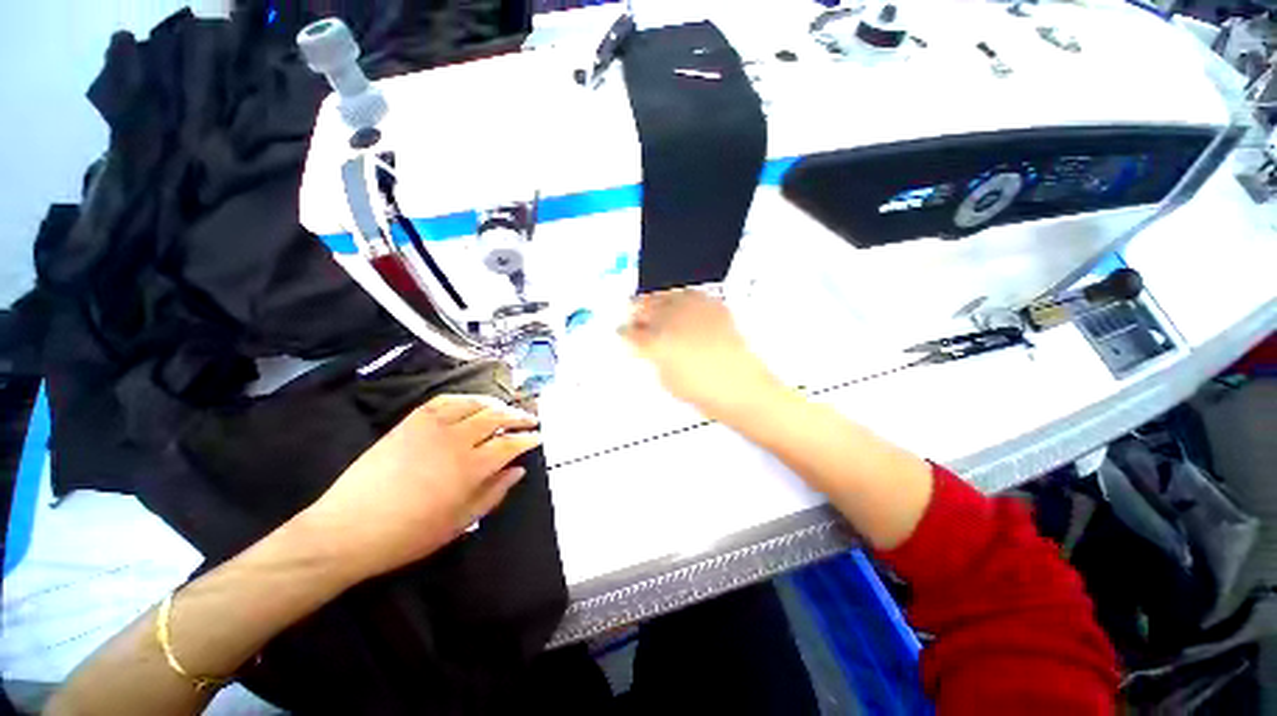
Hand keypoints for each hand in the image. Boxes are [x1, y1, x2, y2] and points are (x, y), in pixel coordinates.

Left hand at [299, 394, 541, 581]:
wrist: (347, 530)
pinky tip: (472, 404)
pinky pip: (445, 400)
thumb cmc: (408, 535)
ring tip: (505, 409)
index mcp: (470, 468)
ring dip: (496, 404)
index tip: (538, 438)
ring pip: (474, 403)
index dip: (528, 439)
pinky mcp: (411, 422)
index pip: (510, 444)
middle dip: (518, 417)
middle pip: (497, 417)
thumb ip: (494, 493)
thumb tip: (518, 471)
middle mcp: (456, 440)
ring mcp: (432, 426)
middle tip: (530, 420)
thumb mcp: (460, 523)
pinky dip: (464, 399)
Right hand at [620, 290, 782, 420]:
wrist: (741, 387)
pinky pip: (690, 294)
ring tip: (658, 310)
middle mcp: (671, 320)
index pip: (630, 331)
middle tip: (636, 318)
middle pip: (644, 306)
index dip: (624, 331)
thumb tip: (648, 346)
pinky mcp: (713, 305)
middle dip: (637, 312)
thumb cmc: (702, 392)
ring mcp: (693, 309)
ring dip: (657, 302)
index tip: (622, 332)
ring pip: (665, 295)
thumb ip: (653, 357)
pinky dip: (682, 299)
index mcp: (656, 343)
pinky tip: (682, 308)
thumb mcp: (667, 380)